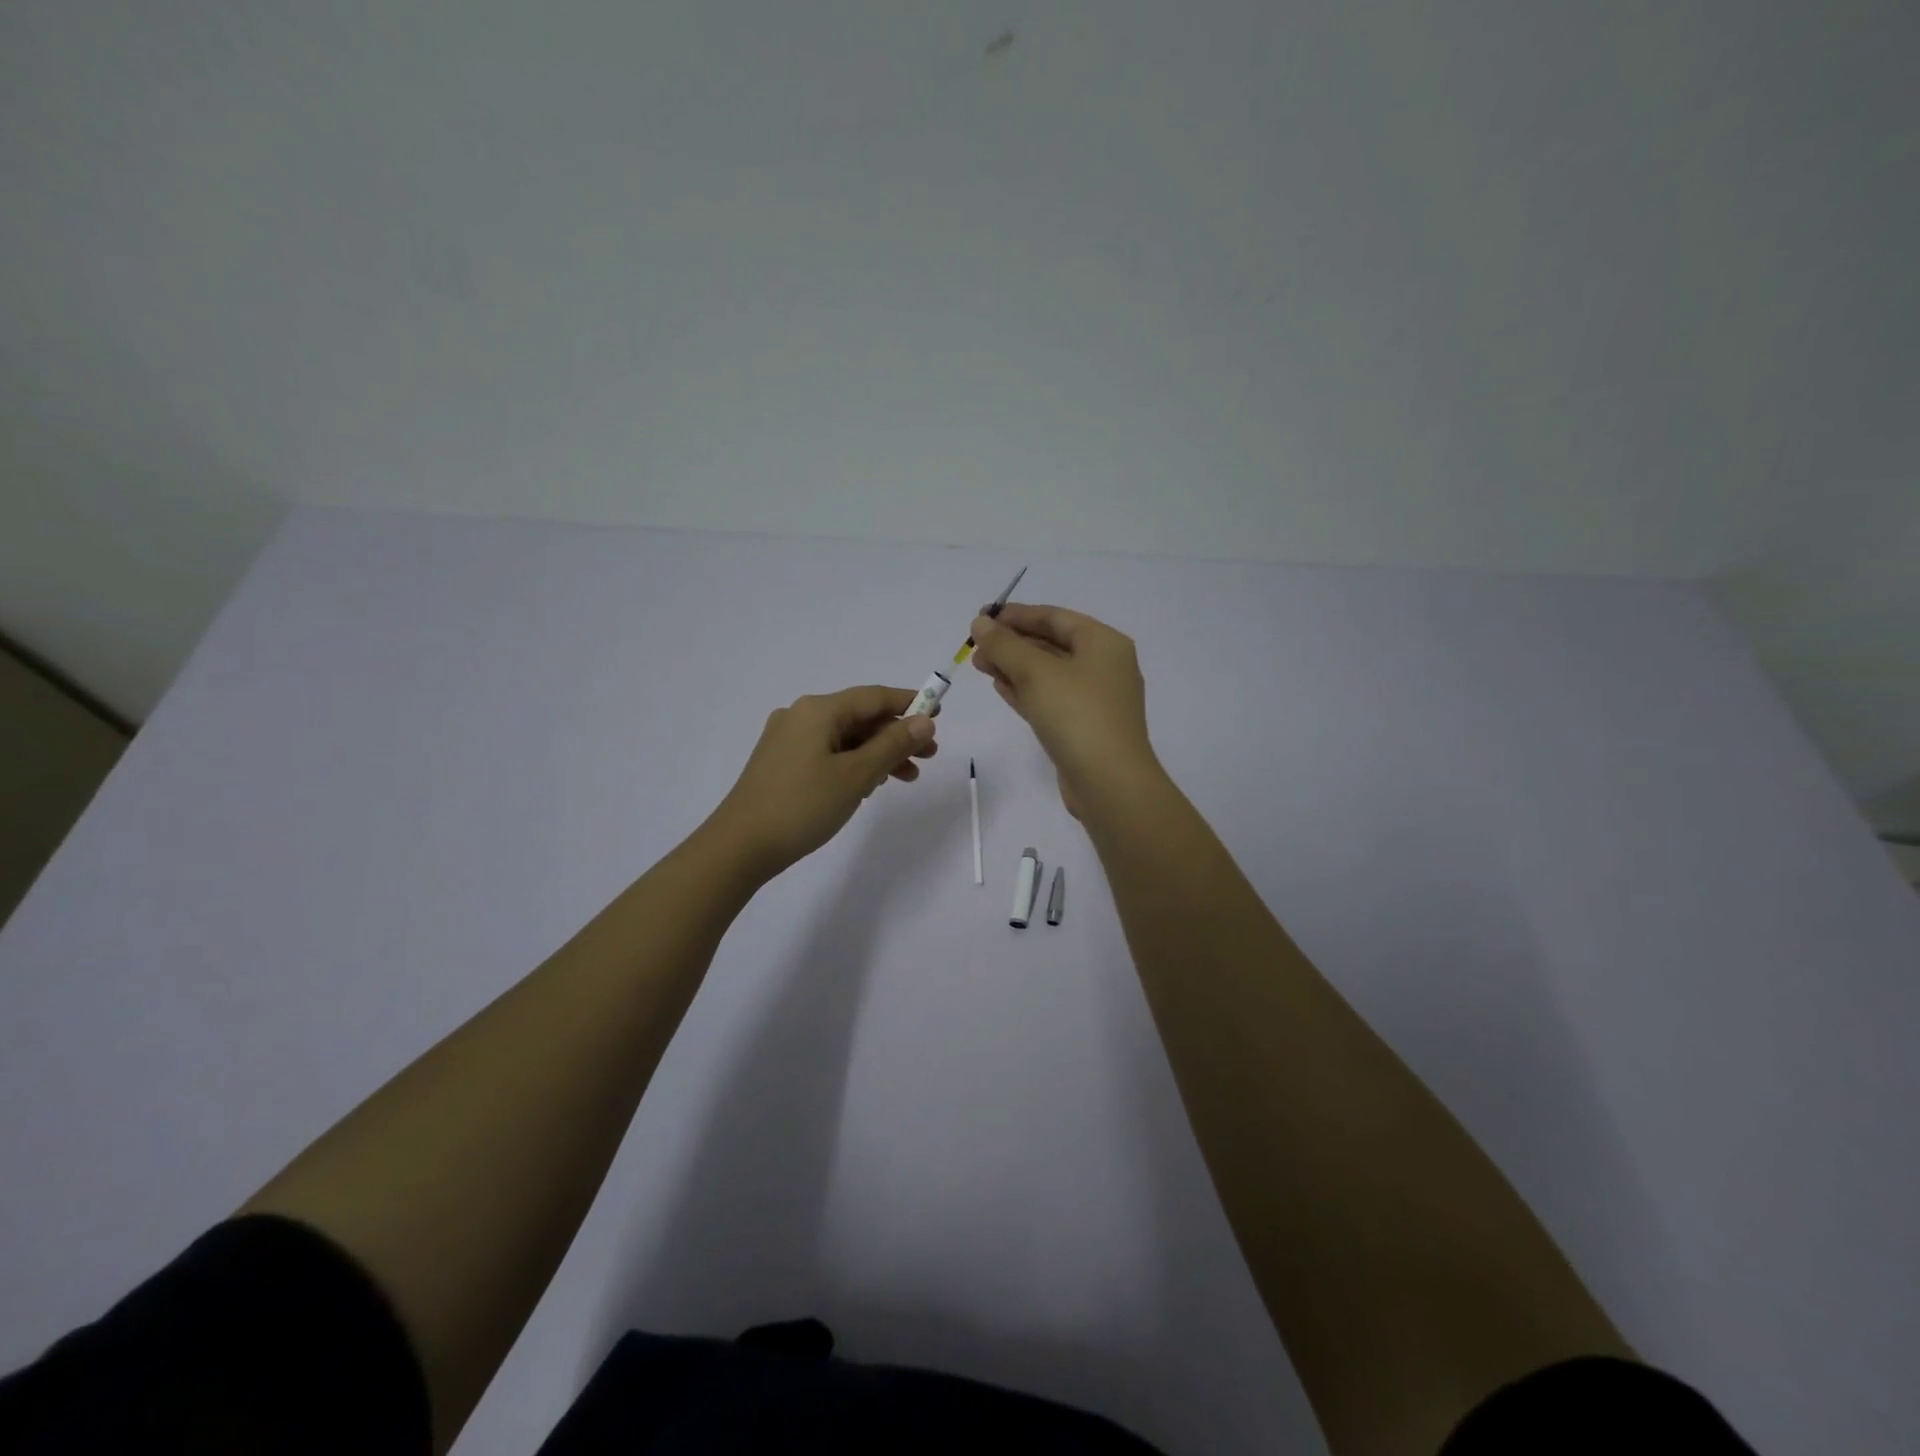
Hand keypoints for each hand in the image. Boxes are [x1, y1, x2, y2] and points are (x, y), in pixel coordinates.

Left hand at [707, 685, 938, 877]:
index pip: (874, 697)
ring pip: (845, 738)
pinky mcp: (781, 763)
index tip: (939, 715)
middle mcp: (801, 716)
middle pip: (860, 717)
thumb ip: (893, 745)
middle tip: (929, 756)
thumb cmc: (802, 805)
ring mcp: (788, 740)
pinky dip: (854, 763)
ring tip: (906, 777)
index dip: (908, 704)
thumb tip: (925, 720)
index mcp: (818, 710)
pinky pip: (828, 753)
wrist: (740, 846)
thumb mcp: (856, 775)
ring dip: (878, 753)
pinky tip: (870, 785)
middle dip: (896, 735)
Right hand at [969, 604, 1161, 818]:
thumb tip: (980, 624)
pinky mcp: (1083, 727)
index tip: (981, 618)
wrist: (1109, 782)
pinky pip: (1050, 699)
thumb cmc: (1076, 715)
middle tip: (975, 647)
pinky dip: (1025, 691)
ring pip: (1048, 674)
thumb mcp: (1036, 672)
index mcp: (1103, 643)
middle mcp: (1104, 666)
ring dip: (1014, 667)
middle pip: (1051, 645)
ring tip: (979, 665)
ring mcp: (1095, 699)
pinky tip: (1000, 687)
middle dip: (1012, 644)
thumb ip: (1005, 645)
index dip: (1016, 615)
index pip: (1054, 617)